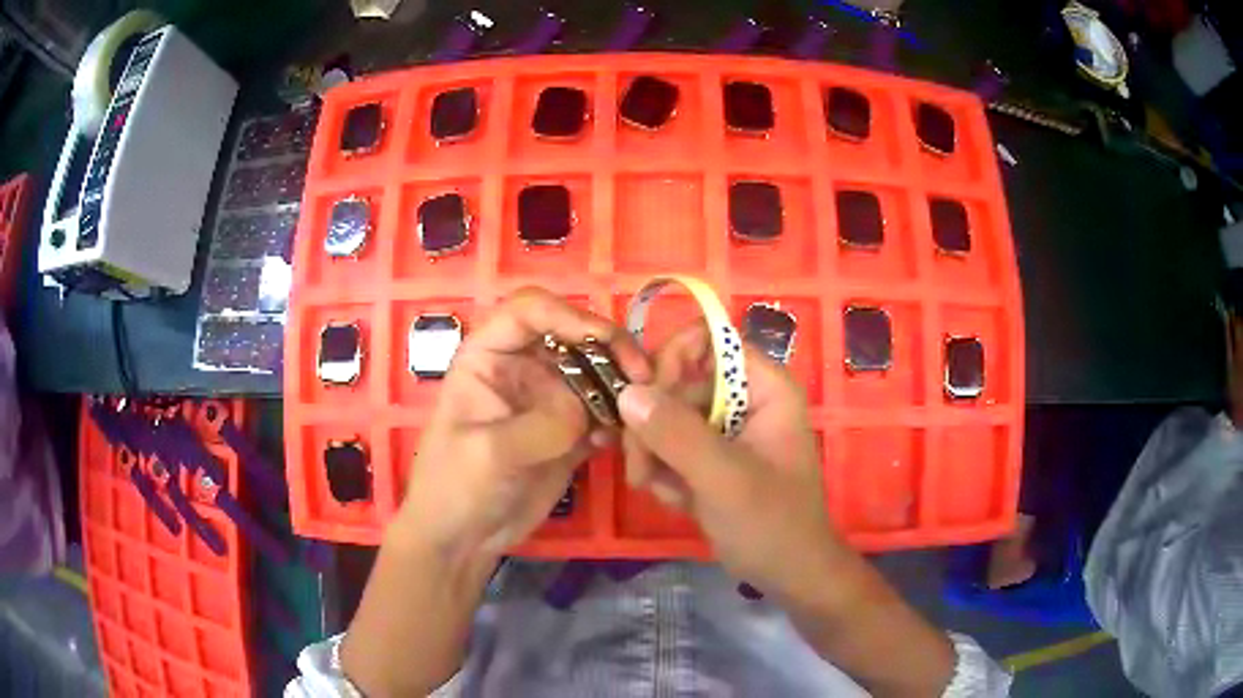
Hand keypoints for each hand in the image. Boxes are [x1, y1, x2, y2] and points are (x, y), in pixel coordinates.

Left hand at [395, 287, 648, 561]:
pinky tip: (621, 442)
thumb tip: (589, 413)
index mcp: (488, 355)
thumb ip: (540, 425)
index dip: (567, 315)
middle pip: (572, 335)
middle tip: (642, 375)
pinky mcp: (569, 432)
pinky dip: (619, 419)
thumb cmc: (454, 486)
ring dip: (621, 384)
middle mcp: (522, 367)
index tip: (604, 341)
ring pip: (595, 372)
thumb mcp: (488, 453)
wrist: (462, 539)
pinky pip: (603, 412)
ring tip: (642, 409)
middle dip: (609, 347)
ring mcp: (548, 399)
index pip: (529, 311)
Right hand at [619, 323, 841, 600]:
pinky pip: (670, 445)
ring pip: (666, 416)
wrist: (788, 573)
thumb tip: (627, 391)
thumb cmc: (771, 523)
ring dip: (651, 451)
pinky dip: (662, 470)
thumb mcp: (724, 478)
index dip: (672, 360)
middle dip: (651, 424)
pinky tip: (672, 499)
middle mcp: (744, 398)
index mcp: (764, 386)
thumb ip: (677, 434)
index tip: (644, 399)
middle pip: (678, 381)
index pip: (709, 340)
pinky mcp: (710, 456)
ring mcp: (726, 428)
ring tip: (653, 488)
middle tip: (640, 467)